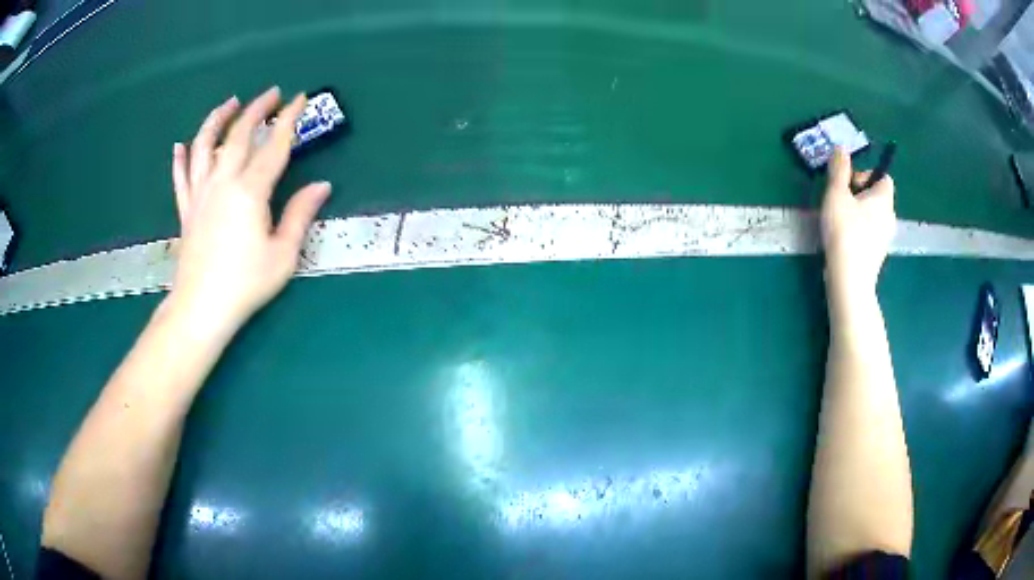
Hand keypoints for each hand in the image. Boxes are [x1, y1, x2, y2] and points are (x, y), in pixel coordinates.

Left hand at [168, 87, 330, 335]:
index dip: (289, 119)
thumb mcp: (283, 254)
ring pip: (204, 146)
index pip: (274, 145)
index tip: (300, 98)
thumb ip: (300, 215)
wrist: (201, 308)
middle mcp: (223, 182)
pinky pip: (180, 177)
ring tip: (229, 104)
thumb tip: (321, 186)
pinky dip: (180, 158)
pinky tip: (180, 145)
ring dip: (217, 120)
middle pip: (238, 135)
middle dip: (256, 109)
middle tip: (271, 94)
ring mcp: (200, 194)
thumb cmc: (245, 283)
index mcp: (250, 191)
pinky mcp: (186, 209)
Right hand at [821, 147, 895, 288]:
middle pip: (877, 196)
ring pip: (874, 216)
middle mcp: (890, 216)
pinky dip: (860, 231)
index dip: (866, 174)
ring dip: (859, 213)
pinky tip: (844, 240)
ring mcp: (886, 238)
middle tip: (841, 202)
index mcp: (883, 198)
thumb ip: (839, 170)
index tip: (849, 184)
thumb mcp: (836, 194)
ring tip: (840, 221)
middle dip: (860, 194)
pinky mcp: (878, 255)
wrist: (850, 279)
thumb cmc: (845, 232)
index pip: (883, 176)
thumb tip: (841, 148)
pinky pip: (871, 233)